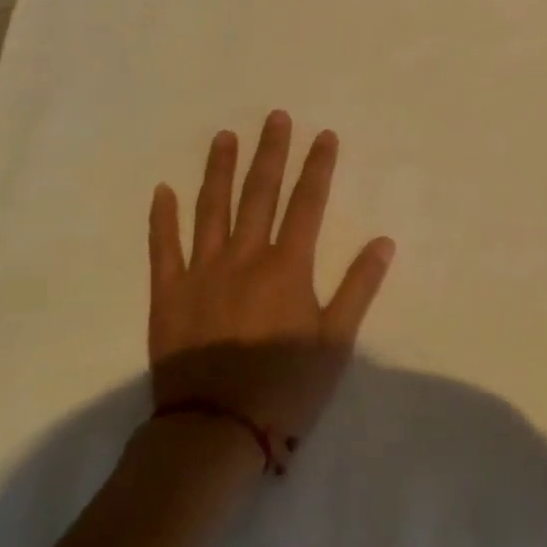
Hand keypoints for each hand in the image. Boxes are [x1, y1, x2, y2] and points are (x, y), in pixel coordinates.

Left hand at [146, 111, 394, 441]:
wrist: (215, 429)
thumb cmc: (284, 387)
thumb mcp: (335, 341)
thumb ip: (359, 287)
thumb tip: (384, 241)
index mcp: (287, 266)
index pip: (307, 203)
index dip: (318, 166)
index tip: (324, 135)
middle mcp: (244, 257)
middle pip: (260, 194)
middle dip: (271, 153)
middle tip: (274, 116)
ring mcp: (201, 271)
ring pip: (211, 208)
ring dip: (219, 170)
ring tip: (224, 137)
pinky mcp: (168, 293)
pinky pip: (163, 247)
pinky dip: (162, 217)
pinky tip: (162, 189)